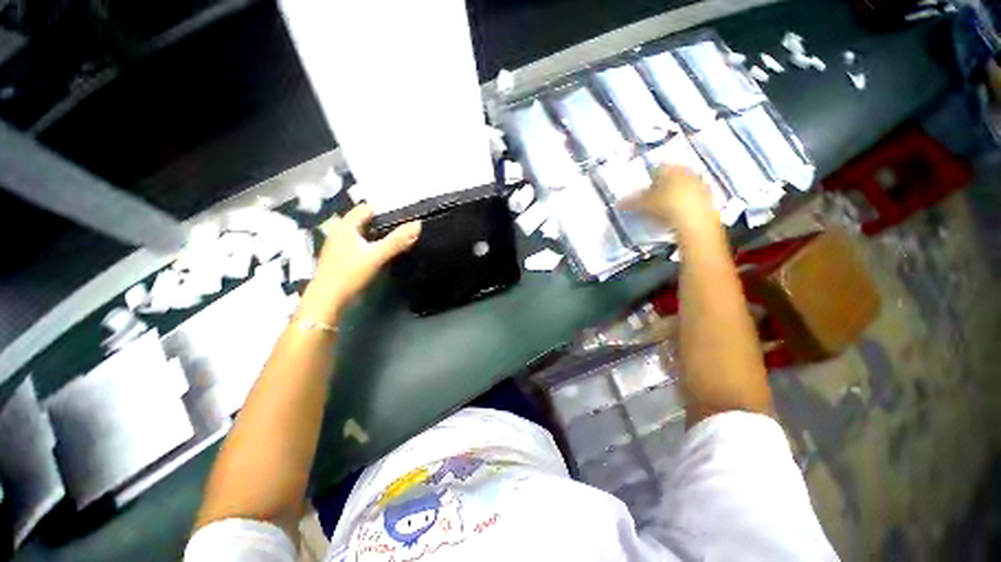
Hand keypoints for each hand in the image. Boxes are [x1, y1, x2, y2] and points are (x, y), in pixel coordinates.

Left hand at [299, 204, 420, 322]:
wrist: (327, 300)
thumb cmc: (350, 274)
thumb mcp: (376, 256)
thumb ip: (397, 240)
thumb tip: (418, 224)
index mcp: (346, 226)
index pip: (366, 208)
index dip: (384, 209)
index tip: (403, 214)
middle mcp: (340, 232)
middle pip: (364, 220)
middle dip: (382, 222)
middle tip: (403, 226)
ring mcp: (338, 245)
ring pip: (362, 233)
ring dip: (377, 234)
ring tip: (397, 238)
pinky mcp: (340, 258)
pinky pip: (359, 244)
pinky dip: (371, 244)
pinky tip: (381, 252)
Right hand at [620, 165, 716, 231]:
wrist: (695, 221)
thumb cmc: (666, 206)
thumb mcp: (643, 204)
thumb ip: (630, 202)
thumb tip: (617, 203)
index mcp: (670, 168)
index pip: (657, 169)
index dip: (648, 180)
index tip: (642, 192)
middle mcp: (687, 171)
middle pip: (671, 177)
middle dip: (662, 188)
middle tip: (652, 201)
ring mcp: (700, 183)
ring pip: (682, 187)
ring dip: (673, 196)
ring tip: (663, 211)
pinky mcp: (708, 197)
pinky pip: (692, 198)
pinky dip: (684, 204)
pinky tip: (676, 216)